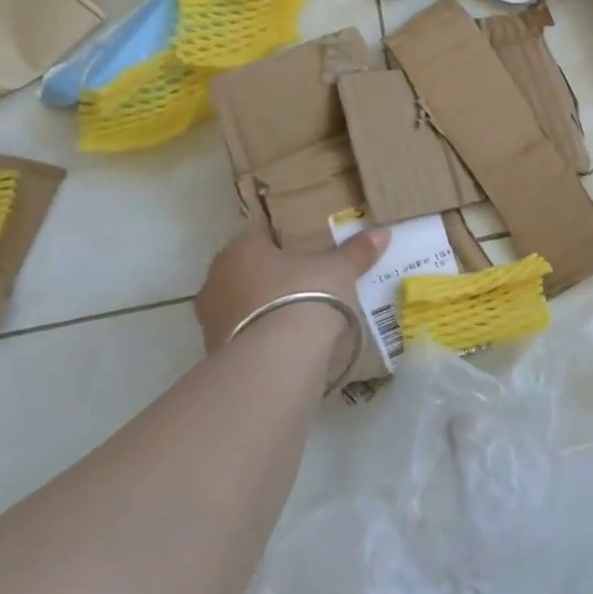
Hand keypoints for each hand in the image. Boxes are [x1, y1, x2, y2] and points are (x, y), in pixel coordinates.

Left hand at [194, 226, 390, 351]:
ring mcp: (210, 319)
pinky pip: (242, 337)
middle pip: (246, 272)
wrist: (276, 360)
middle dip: (270, 279)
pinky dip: (260, 339)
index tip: (305, 256)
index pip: (258, 237)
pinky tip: (284, 348)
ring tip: (297, 321)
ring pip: (240, 306)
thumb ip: (356, 252)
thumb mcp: (339, 271)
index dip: (282, 245)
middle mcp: (216, 278)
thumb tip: (382, 233)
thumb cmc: (305, 296)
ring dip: (262, 311)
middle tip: (305, 287)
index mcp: (240, 248)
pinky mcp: (214, 354)